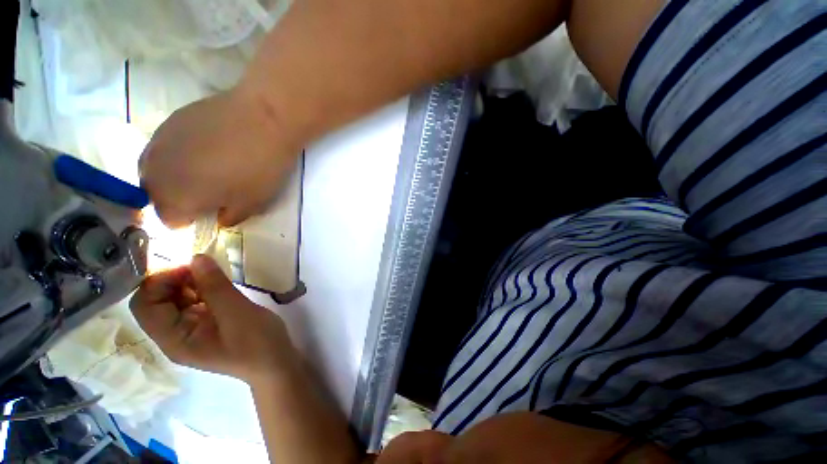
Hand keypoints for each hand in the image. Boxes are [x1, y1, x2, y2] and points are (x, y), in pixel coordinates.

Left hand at [130, 255, 297, 383]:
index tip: (189, 265)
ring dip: (187, 281)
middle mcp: (174, 335)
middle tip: (201, 264)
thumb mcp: (237, 313)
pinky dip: (200, 288)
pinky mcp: (205, 324)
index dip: (159, 281)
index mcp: (174, 339)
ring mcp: (190, 329)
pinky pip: (193, 302)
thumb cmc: (257, 342)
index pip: (145, 305)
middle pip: (156, 301)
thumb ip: (215, 286)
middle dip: (172, 279)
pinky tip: (216, 281)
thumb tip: (196, 257)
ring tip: (211, 270)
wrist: (275, 362)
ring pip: (174, 299)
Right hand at [139, 87, 300, 227]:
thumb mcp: (253, 204)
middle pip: (157, 195)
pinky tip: (203, 147)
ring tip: (205, 170)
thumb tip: (219, 218)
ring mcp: (157, 142)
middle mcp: (154, 172)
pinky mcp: (168, 120)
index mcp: (173, 198)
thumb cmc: (259, 169)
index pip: (170, 220)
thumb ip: (230, 217)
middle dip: (178, 199)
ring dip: (174, 176)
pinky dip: (178, 154)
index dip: (190, 219)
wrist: (263, 119)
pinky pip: (164, 148)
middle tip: (209, 192)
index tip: (211, 210)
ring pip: (156, 171)